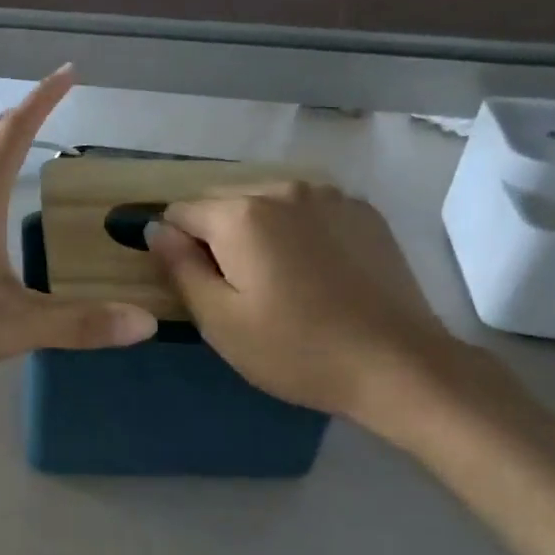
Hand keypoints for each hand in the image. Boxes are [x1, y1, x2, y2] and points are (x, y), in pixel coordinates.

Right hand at [146, 183, 468, 429]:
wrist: (399, 365)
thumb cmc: (295, 349)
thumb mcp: (219, 320)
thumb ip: (179, 267)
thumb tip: (156, 229)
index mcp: (241, 215)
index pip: (180, 212)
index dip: (175, 246)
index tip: (193, 283)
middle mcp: (282, 189)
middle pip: (223, 202)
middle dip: (215, 236)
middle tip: (234, 288)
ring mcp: (329, 196)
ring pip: (266, 202)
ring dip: (255, 230)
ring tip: (276, 279)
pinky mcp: (363, 212)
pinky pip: (306, 210)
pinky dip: (295, 230)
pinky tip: (312, 270)